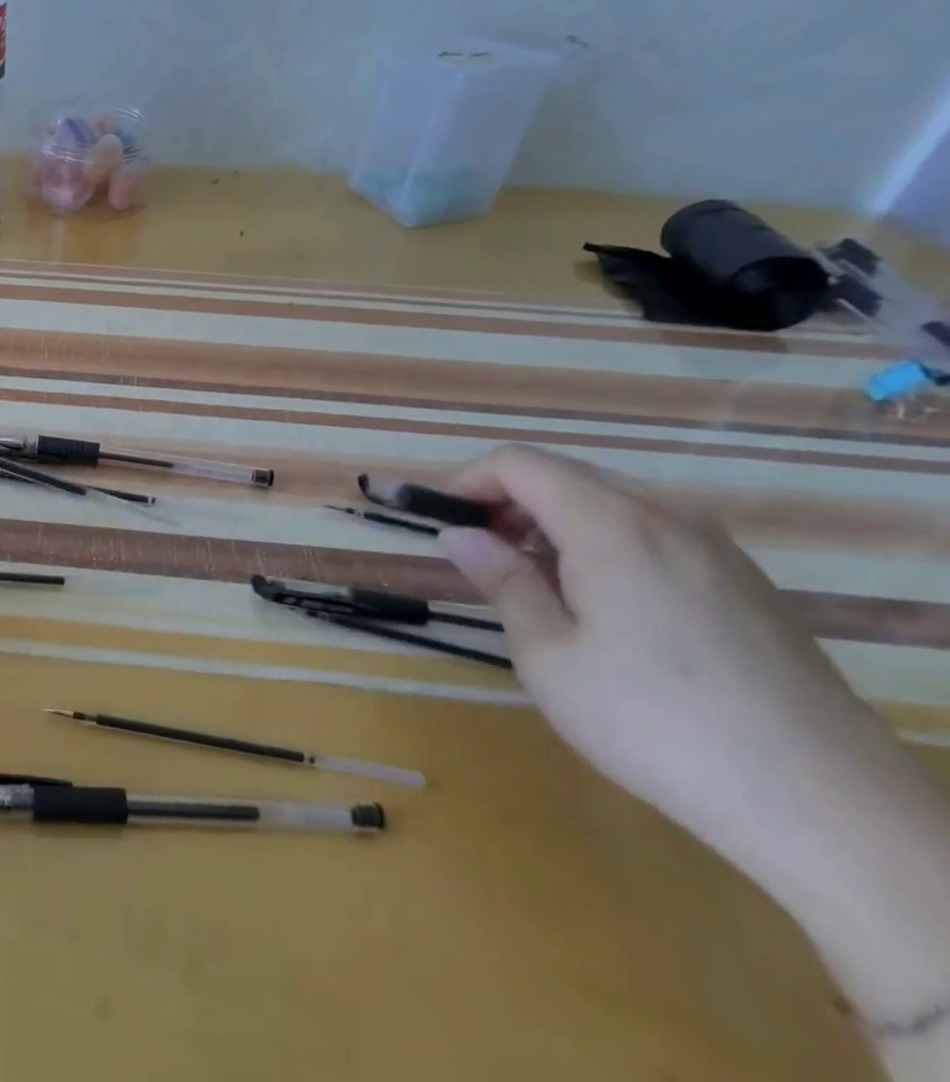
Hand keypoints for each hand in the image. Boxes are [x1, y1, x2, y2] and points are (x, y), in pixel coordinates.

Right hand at [437, 445, 910, 878]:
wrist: (826, 804)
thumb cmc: (655, 722)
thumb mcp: (547, 655)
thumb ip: (502, 580)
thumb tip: (459, 534)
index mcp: (609, 524)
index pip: (519, 464)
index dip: (468, 481)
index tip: (443, 522)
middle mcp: (665, 516)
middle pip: (565, 474)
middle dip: (509, 501)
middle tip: (482, 555)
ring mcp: (714, 547)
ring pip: (611, 501)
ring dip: (555, 523)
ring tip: (536, 583)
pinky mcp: (744, 581)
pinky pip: (653, 532)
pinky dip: (604, 542)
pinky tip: (603, 605)